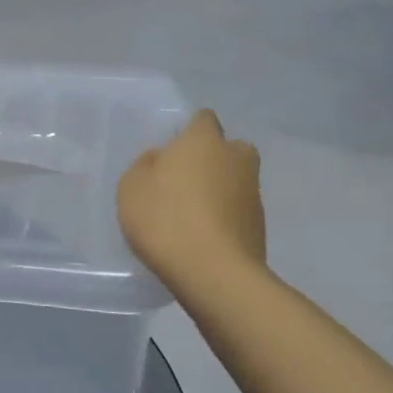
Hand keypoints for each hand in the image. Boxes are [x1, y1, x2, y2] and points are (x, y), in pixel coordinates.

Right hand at [117, 110, 265, 289]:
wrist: (214, 274)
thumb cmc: (166, 219)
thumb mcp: (131, 187)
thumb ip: (145, 165)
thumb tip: (162, 159)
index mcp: (204, 140)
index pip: (203, 119)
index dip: (188, 132)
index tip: (171, 153)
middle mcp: (235, 158)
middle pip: (229, 149)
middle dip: (213, 159)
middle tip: (186, 182)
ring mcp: (253, 193)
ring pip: (236, 180)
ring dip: (220, 190)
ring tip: (192, 216)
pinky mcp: (260, 226)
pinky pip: (239, 211)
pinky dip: (226, 218)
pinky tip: (204, 238)